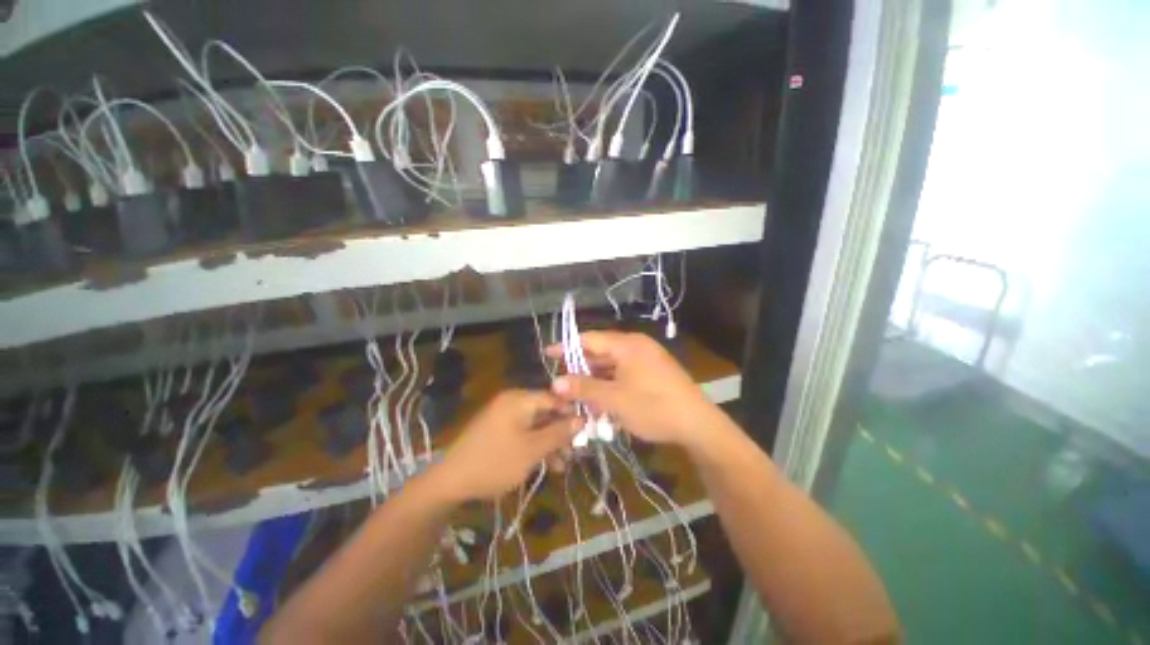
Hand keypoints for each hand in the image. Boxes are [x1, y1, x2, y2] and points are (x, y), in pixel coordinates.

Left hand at [429, 389, 578, 501]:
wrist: (450, 482)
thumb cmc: (495, 462)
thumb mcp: (532, 449)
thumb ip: (559, 433)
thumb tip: (582, 420)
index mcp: (520, 399)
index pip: (555, 398)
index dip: (572, 413)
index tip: (587, 430)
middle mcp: (513, 402)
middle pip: (546, 412)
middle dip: (562, 433)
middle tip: (576, 451)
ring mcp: (505, 416)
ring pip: (537, 425)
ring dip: (551, 443)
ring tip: (563, 465)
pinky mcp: (499, 430)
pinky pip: (524, 433)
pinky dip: (536, 446)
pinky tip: (548, 465)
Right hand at [548, 331, 725, 452]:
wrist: (697, 425)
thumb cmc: (653, 407)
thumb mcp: (614, 399)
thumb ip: (584, 388)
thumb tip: (555, 382)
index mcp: (627, 345)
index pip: (589, 339)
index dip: (567, 346)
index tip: (548, 354)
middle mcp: (636, 347)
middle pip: (600, 353)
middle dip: (581, 369)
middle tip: (562, 384)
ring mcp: (645, 360)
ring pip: (611, 367)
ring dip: (595, 381)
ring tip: (579, 397)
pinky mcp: (652, 373)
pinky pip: (623, 375)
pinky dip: (610, 386)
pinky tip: (601, 402)